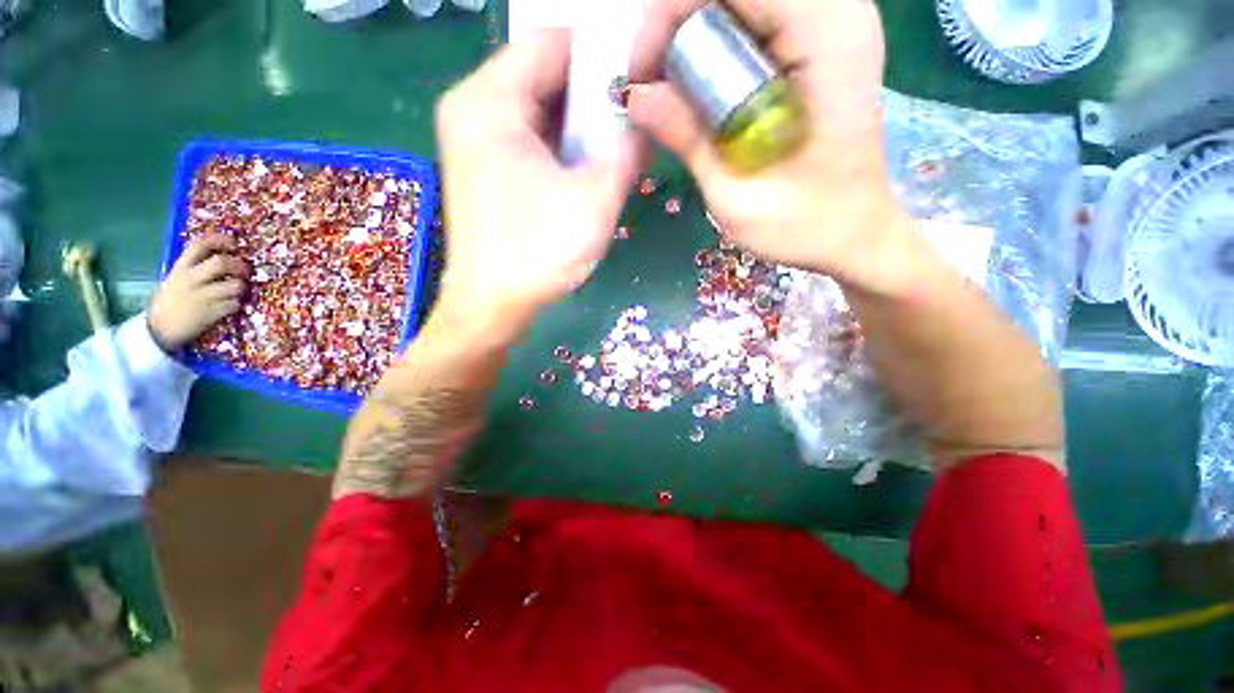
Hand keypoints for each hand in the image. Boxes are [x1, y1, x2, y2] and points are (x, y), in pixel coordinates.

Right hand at [149, 234, 246, 351]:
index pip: (200, 245)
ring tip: (239, 292)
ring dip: (242, 288)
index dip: (220, 241)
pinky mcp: (211, 314)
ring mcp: (201, 297)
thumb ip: (195, 269)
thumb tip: (224, 257)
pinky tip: (232, 306)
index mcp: (180, 269)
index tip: (234, 243)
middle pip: (222, 263)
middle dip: (240, 265)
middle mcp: (191, 280)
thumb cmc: (171, 302)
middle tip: (245, 271)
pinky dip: (238, 304)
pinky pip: (235, 304)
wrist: (158, 331)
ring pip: (235, 285)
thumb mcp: (176, 280)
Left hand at [433, 29, 642, 345]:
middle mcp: (473, 110)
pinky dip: (561, 147)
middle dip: (592, 97)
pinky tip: (587, 169)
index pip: (551, 43)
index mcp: (489, 102)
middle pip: (543, 75)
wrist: (492, 307)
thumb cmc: (537, 255)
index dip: (600, 56)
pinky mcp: (485, 169)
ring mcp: (476, 141)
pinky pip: (530, 138)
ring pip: (538, 109)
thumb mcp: (594, 202)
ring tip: (615, 148)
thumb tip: (647, 126)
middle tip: (632, 120)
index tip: (638, 80)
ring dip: (579, 126)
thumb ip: (627, 154)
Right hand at [628, 0, 914, 294]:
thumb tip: (636, 97)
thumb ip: (689, 140)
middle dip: (678, 21)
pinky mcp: (818, 42)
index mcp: (828, 38)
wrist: (853, 233)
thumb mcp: (736, 196)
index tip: (644, 73)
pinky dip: (714, 43)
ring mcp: (830, 23)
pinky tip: (702, 88)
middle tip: (653, 83)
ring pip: (739, 1)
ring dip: (693, 33)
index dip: (672, 12)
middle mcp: (836, 13)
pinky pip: (752, 19)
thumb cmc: (804, 226)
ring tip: (672, 90)